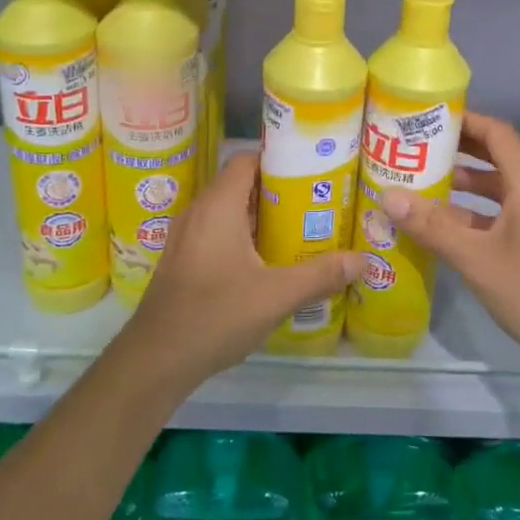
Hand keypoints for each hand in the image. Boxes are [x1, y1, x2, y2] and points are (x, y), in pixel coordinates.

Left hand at [123, 152, 362, 385]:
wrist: (156, 359)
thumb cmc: (216, 315)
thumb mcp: (276, 295)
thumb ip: (320, 275)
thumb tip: (363, 260)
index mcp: (218, 205)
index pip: (247, 160)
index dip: (278, 159)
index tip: (311, 171)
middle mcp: (199, 212)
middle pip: (241, 185)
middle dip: (278, 191)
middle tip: (316, 203)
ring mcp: (187, 237)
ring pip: (229, 212)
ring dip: (261, 217)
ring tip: (300, 229)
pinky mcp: (183, 260)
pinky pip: (218, 233)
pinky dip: (243, 237)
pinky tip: (268, 261)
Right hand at [382, 111, 519, 361]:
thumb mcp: (475, 257)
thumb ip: (431, 225)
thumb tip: (388, 196)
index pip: (498, 134)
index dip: (465, 121)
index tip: (428, 119)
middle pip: (499, 156)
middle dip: (460, 150)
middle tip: (417, 148)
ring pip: (501, 187)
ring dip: (466, 183)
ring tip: (423, 183)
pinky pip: (506, 212)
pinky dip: (477, 211)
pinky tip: (445, 225)